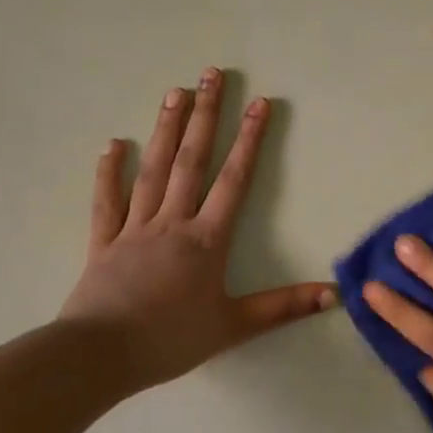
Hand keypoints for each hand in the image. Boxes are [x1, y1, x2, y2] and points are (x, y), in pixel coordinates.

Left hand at [60, 68, 334, 389]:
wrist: (99, 358)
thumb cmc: (170, 340)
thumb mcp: (234, 327)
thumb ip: (284, 307)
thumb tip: (334, 294)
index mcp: (205, 238)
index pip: (234, 179)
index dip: (250, 140)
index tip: (260, 103)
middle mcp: (172, 221)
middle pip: (192, 160)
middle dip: (206, 116)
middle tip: (211, 74)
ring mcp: (135, 228)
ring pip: (153, 170)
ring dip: (166, 129)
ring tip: (175, 91)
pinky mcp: (103, 242)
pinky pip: (107, 201)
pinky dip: (109, 172)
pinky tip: (113, 144)